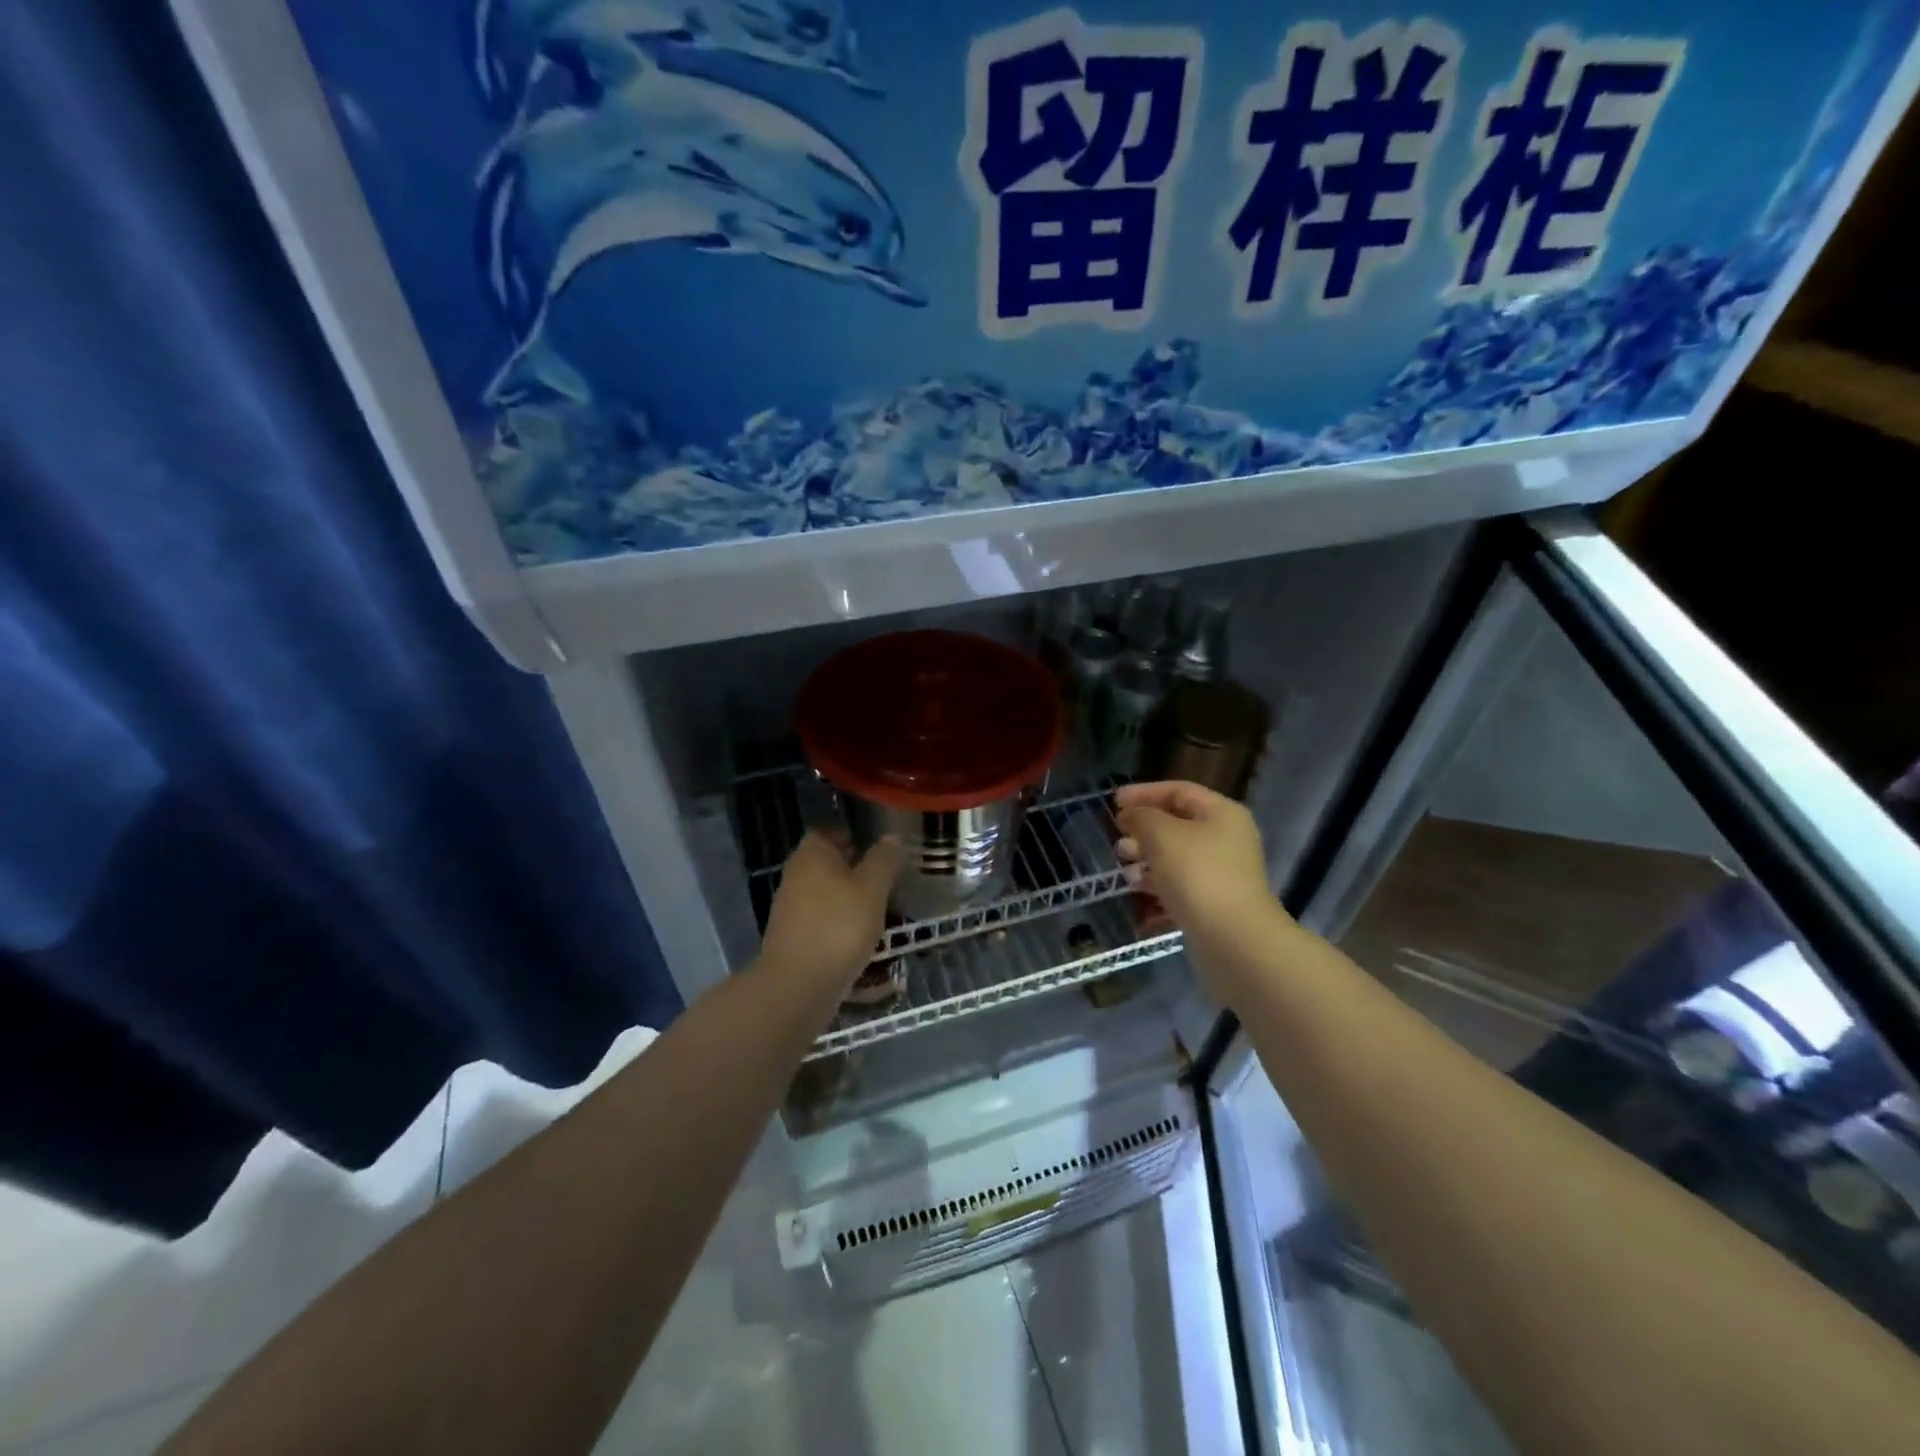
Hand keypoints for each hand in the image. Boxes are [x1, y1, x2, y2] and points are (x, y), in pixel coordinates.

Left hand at [760, 831, 902, 988]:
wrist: (797, 985)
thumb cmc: (839, 926)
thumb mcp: (872, 888)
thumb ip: (883, 860)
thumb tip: (891, 838)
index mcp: (812, 854)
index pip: (829, 831)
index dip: (852, 836)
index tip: (878, 851)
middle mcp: (795, 874)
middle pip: (827, 863)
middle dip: (854, 869)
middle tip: (885, 881)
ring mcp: (790, 907)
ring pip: (824, 892)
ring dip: (848, 898)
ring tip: (878, 911)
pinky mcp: (792, 937)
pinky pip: (820, 919)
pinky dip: (838, 923)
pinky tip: (859, 938)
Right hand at [1115, 782, 1289, 989]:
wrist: (1233, 940)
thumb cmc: (1197, 875)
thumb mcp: (1161, 834)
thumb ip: (1141, 816)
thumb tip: (1131, 815)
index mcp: (1222, 814)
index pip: (1179, 791)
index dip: (1144, 793)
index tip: (1113, 802)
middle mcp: (1226, 840)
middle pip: (1178, 825)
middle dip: (1143, 831)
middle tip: (1118, 841)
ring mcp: (1222, 874)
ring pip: (1177, 858)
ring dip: (1147, 860)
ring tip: (1124, 871)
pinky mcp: (1214, 904)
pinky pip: (1180, 887)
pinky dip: (1158, 887)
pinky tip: (1138, 895)